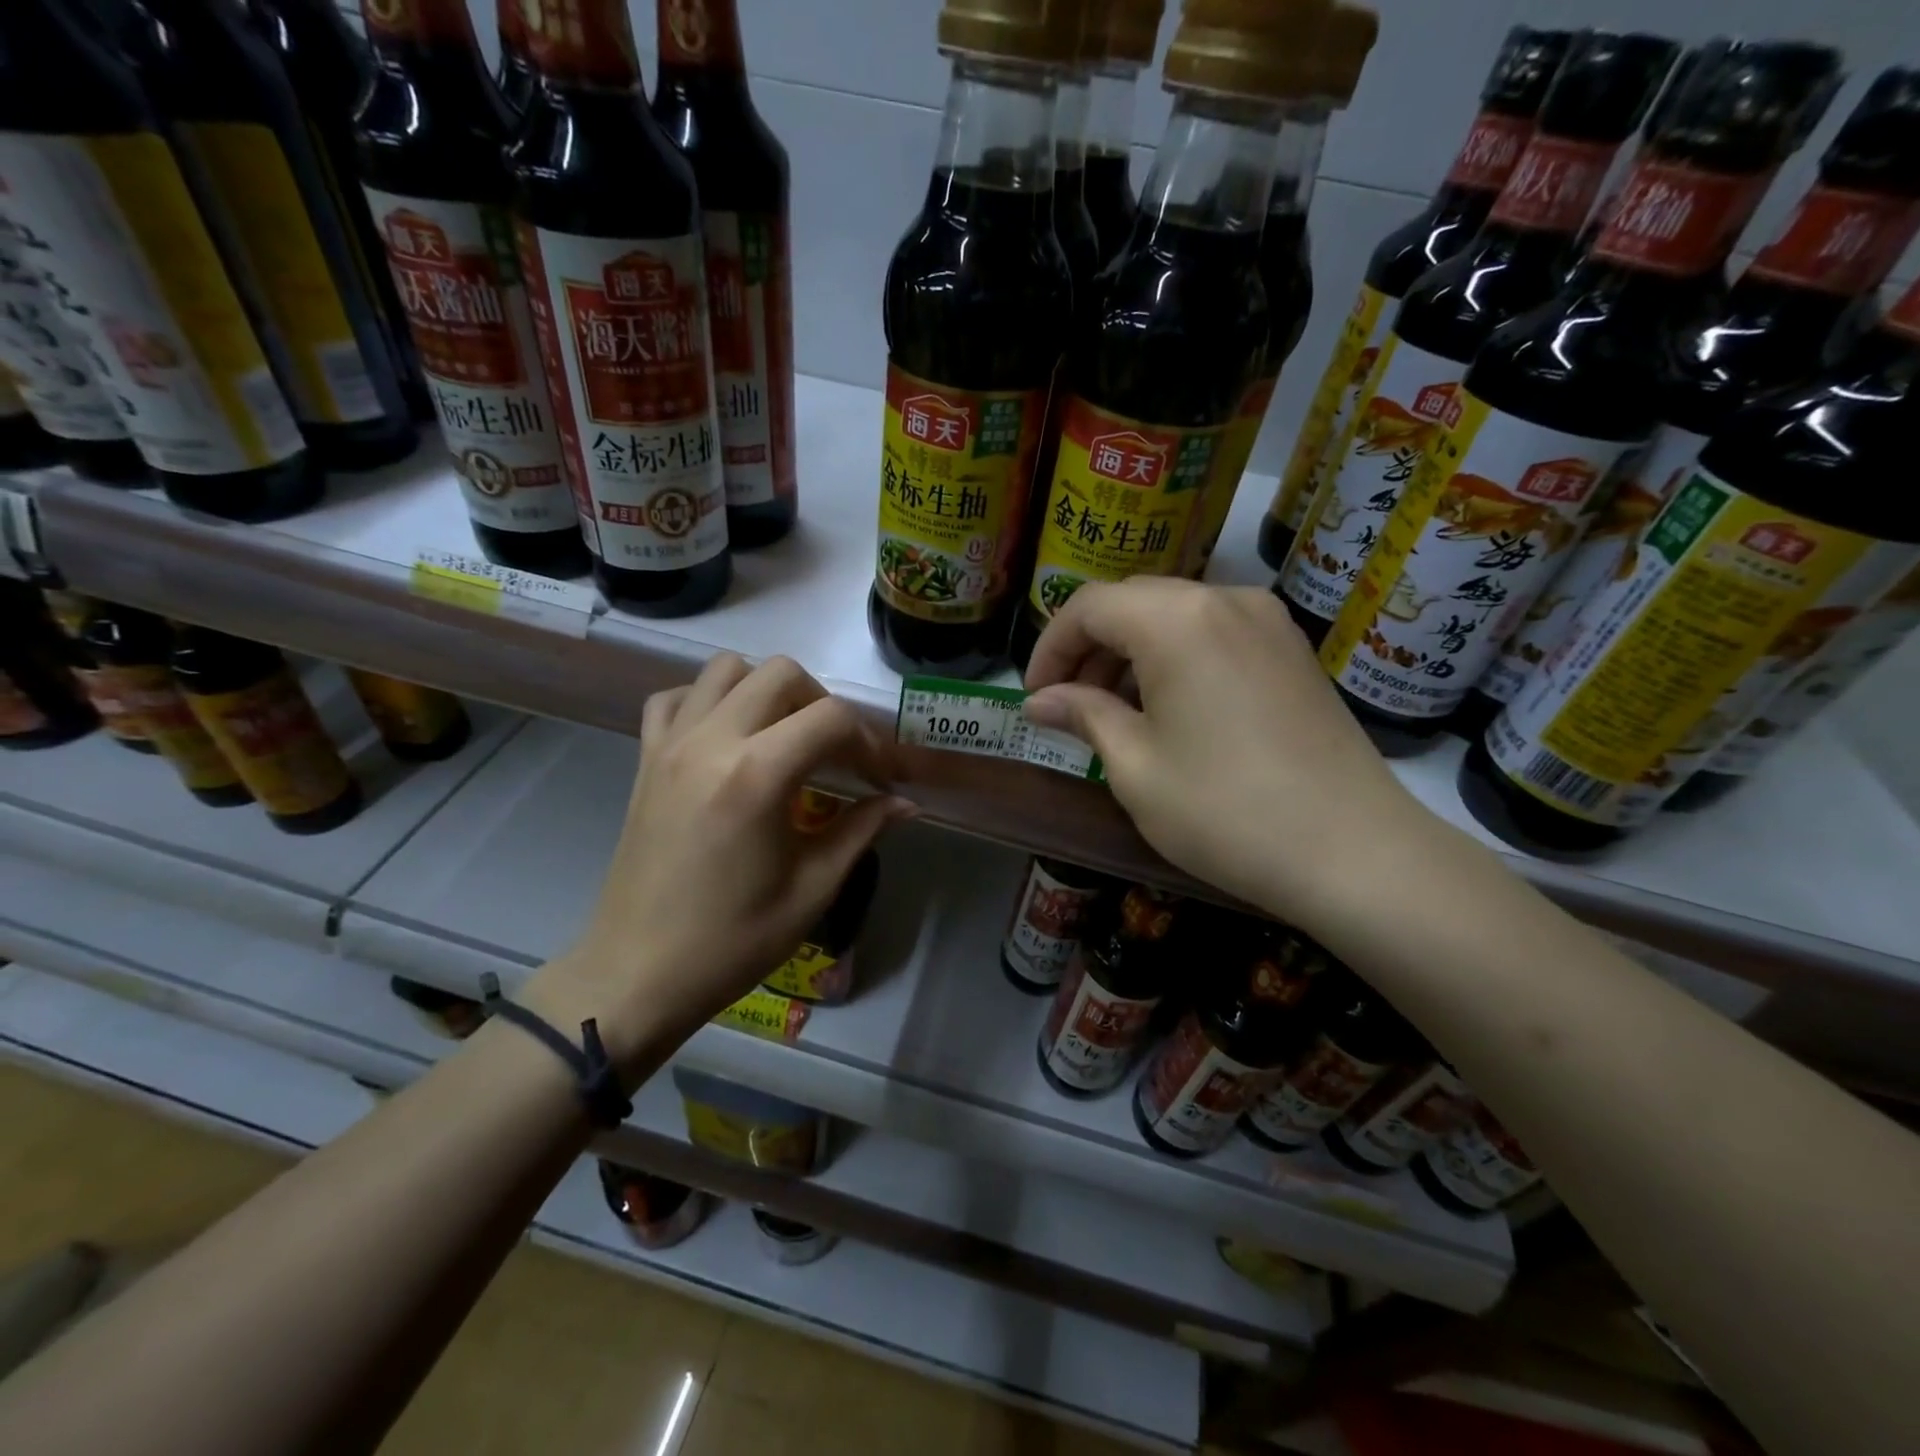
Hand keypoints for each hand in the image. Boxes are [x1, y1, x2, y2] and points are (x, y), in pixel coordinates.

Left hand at [530, 655, 914, 1077]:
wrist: (637, 973)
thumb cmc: (732, 940)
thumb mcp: (812, 889)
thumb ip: (861, 830)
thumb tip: (904, 803)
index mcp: (757, 775)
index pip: (831, 717)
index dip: (869, 742)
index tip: (879, 779)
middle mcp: (711, 741)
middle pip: (780, 672)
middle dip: (822, 703)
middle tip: (835, 753)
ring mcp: (671, 744)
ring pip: (726, 669)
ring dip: (766, 691)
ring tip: (784, 738)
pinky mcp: (645, 758)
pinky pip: (676, 698)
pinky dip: (708, 701)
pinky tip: (727, 739)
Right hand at [1022, 579, 1427, 924]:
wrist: (1354, 853)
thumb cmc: (1224, 810)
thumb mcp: (1135, 766)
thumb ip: (1083, 716)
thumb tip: (1039, 701)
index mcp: (1176, 619)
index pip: (1088, 607)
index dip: (1050, 648)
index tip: (1034, 697)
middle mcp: (1223, 599)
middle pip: (1132, 603)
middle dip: (1089, 649)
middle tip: (1068, 706)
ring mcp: (1267, 621)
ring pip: (1174, 616)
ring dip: (1131, 653)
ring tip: (1113, 712)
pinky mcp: (1292, 650)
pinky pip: (1214, 634)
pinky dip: (1175, 659)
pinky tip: (1168, 710)